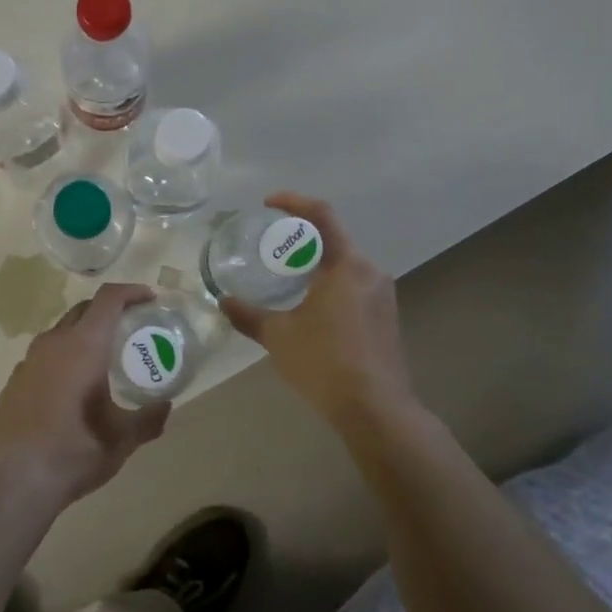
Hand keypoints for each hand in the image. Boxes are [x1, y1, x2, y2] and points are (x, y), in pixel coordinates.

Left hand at [0, 282, 169, 511]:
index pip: (108, 299)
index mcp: (83, 346)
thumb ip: (148, 420)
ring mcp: (28, 361)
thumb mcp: (121, 440)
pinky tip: (70, 388)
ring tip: (102, 359)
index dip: (131, 292)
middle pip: (84, 310)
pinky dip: (63, 358)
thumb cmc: (74, 453)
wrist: (12, 482)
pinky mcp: (14, 381)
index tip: (150, 298)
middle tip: (130, 328)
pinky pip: (44, 356)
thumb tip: (165, 407)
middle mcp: (54, 343)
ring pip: (61, 332)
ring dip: (84, 334)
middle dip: (109, 311)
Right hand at [221, 192, 417, 429]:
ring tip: (288, 278)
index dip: (294, 201)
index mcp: (344, 265)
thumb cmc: (324, 363)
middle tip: (272, 246)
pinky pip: (355, 284)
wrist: (376, 410)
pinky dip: (331, 283)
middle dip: (302, 238)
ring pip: (345, 263)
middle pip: (333, 239)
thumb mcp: (278, 337)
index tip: (268, 204)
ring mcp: (383, 294)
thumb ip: (248, 315)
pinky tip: (312, 307)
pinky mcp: (387, 315)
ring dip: (317, 262)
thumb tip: (223, 301)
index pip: (321, 215)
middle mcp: (369, 271)